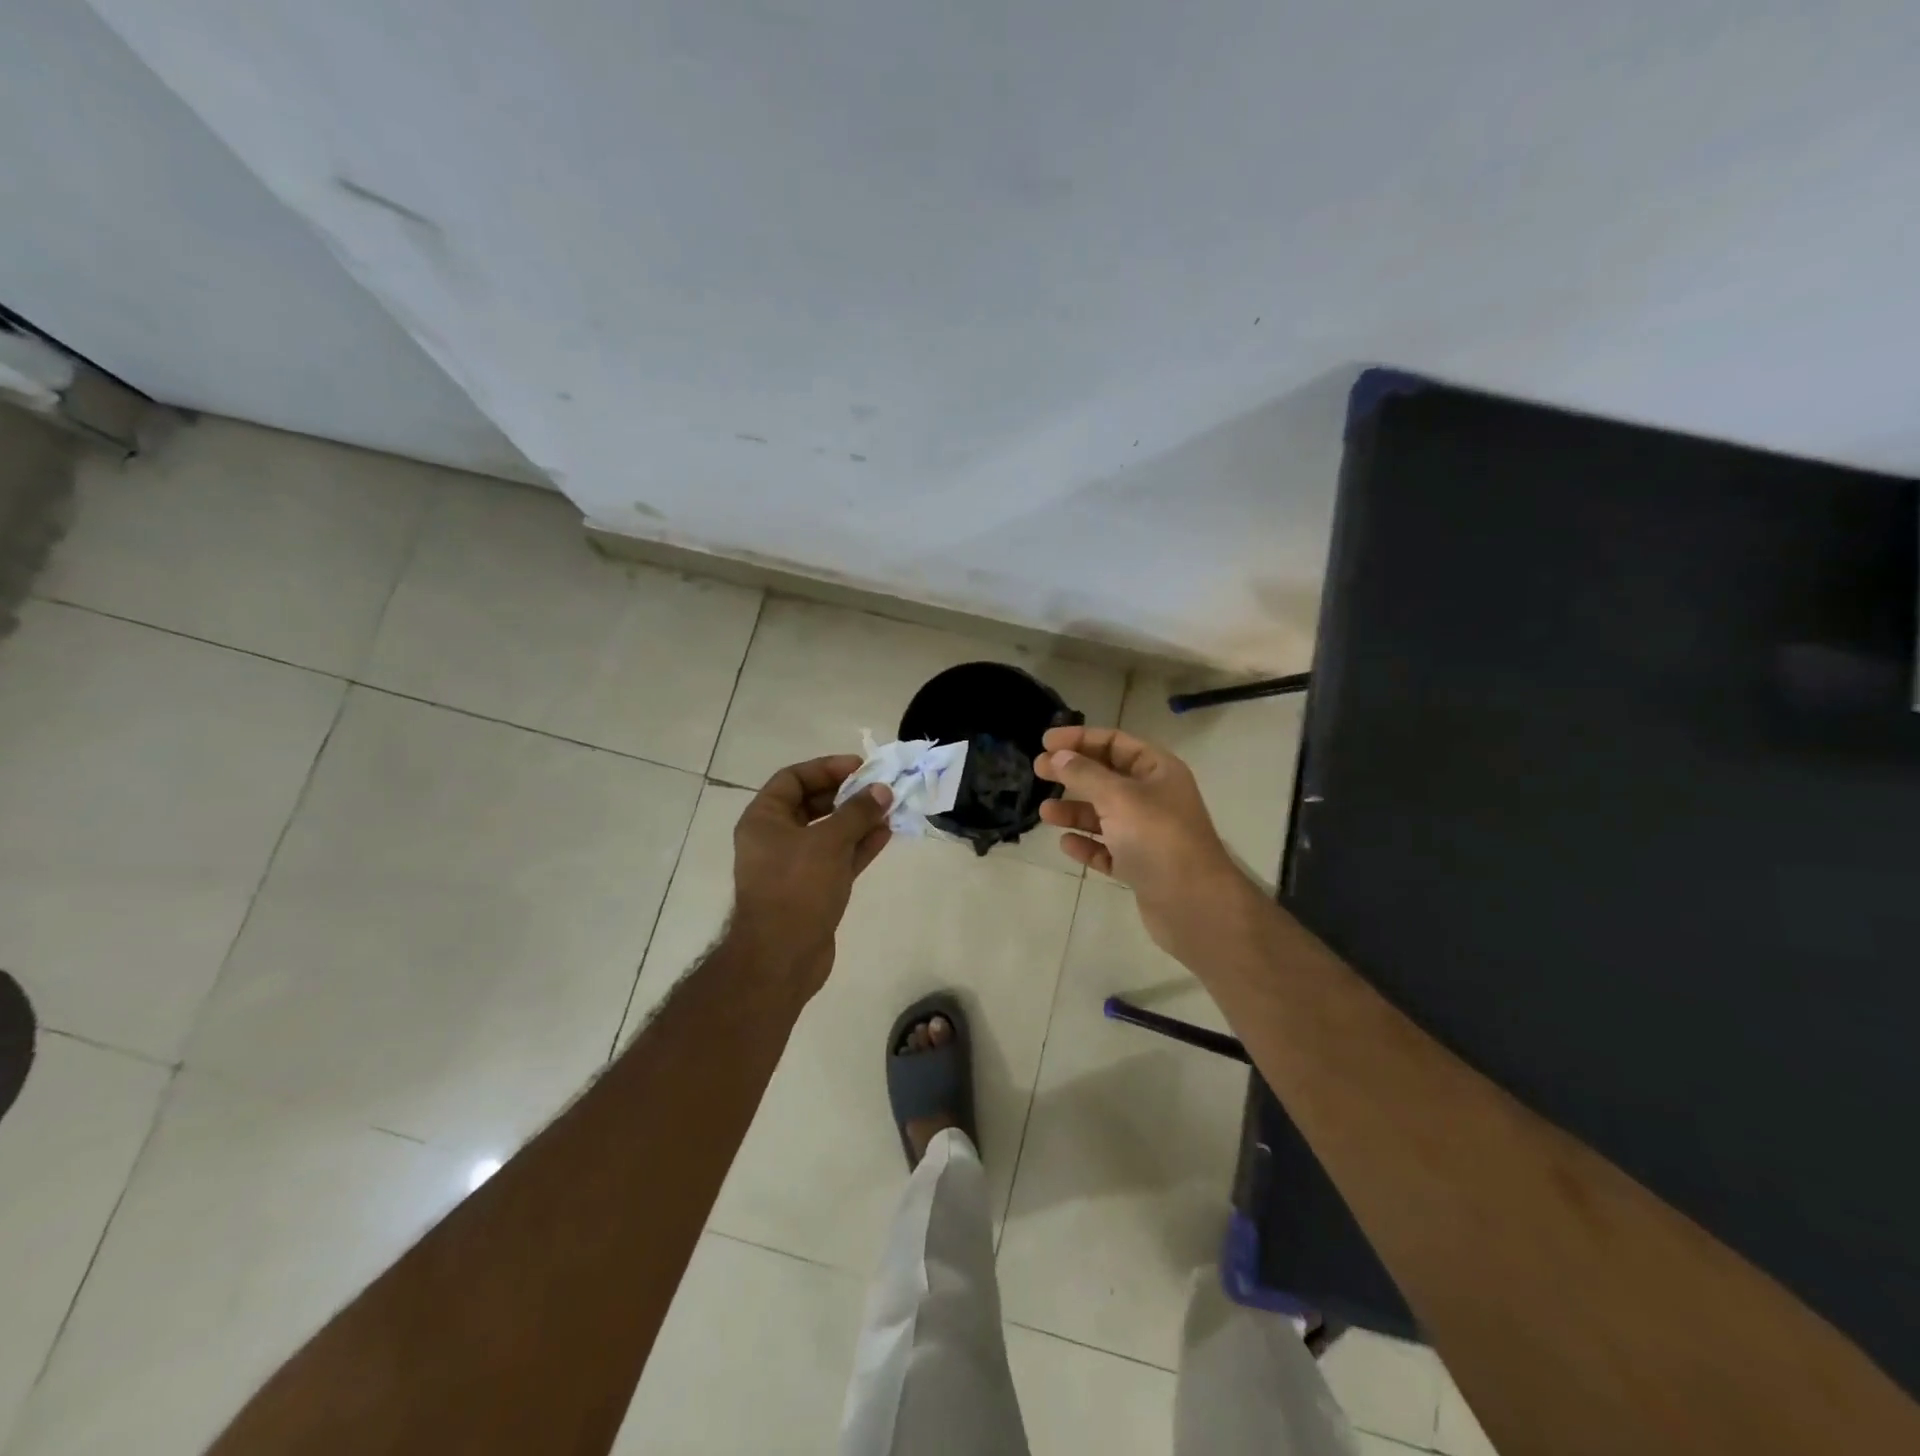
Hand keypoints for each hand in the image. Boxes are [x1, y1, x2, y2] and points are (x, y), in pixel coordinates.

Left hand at [732, 756, 892, 998]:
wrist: (781, 957)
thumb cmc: (797, 888)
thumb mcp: (829, 841)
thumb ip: (857, 812)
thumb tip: (882, 790)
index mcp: (764, 820)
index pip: (793, 779)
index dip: (826, 768)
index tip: (859, 767)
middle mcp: (775, 839)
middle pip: (813, 804)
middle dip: (847, 795)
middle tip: (879, 788)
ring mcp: (794, 866)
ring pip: (829, 832)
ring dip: (858, 820)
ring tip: (890, 809)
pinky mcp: (812, 889)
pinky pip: (837, 858)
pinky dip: (859, 846)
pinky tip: (885, 834)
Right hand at [1034, 726, 1254, 961]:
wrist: (1193, 905)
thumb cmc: (1157, 838)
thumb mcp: (1118, 797)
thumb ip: (1084, 774)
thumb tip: (1058, 756)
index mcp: (1158, 771)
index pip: (1115, 742)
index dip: (1080, 738)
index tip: (1045, 742)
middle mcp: (1155, 797)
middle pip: (1107, 777)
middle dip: (1073, 773)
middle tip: (1038, 772)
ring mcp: (1148, 834)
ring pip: (1104, 815)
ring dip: (1075, 811)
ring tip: (1045, 813)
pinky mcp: (1140, 866)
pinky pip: (1107, 849)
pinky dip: (1087, 844)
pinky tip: (1066, 844)